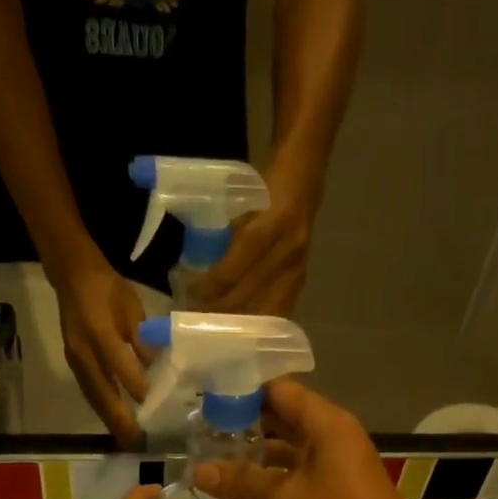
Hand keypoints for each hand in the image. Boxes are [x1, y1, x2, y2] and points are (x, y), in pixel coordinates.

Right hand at [53, 259, 148, 447]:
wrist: (72, 276)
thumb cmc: (108, 289)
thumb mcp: (132, 308)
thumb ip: (143, 340)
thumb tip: (158, 370)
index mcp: (100, 331)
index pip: (120, 367)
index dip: (137, 388)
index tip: (156, 409)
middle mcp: (83, 351)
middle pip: (102, 393)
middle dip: (120, 420)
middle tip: (137, 442)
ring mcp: (75, 360)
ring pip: (94, 397)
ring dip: (110, 421)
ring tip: (127, 441)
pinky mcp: (73, 364)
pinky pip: (89, 392)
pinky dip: (102, 410)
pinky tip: (114, 422)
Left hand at [193, 172, 317, 315]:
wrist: (307, 172)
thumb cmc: (268, 183)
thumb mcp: (243, 200)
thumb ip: (228, 234)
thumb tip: (201, 266)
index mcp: (270, 226)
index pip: (234, 269)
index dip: (210, 286)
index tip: (190, 293)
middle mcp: (287, 251)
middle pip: (246, 294)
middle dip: (219, 308)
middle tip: (196, 315)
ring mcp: (298, 267)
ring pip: (264, 310)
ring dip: (238, 320)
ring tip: (217, 326)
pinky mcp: (302, 277)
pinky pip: (280, 309)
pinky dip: (259, 320)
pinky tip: (244, 326)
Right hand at [193, 379, 423, 498]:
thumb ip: (241, 483)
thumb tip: (198, 471)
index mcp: (326, 425)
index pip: (279, 391)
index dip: (243, 393)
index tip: (207, 402)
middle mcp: (333, 437)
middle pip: (284, 417)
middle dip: (245, 424)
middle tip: (203, 432)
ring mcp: (336, 466)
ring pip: (290, 449)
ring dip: (257, 454)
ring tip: (215, 459)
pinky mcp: (335, 492)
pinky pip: (298, 473)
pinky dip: (272, 477)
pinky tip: (242, 489)